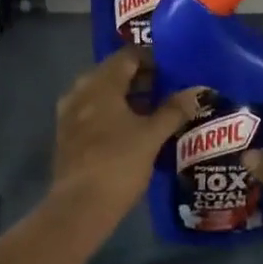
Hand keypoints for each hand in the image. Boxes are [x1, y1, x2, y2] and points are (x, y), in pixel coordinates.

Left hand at [46, 47, 204, 234]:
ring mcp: (69, 114)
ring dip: (126, 97)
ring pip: (102, 93)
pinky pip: (93, 111)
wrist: (80, 207)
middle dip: (140, 78)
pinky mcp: (67, 135)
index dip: (152, 58)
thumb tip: (196, 92)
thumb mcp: (153, 136)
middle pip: (113, 73)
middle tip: (167, 89)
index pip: (128, 56)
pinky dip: (112, 113)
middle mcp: (81, 91)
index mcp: (101, 84)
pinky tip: (131, 130)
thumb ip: (174, 110)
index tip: (173, 70)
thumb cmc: (118, 163)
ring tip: (153, 110)